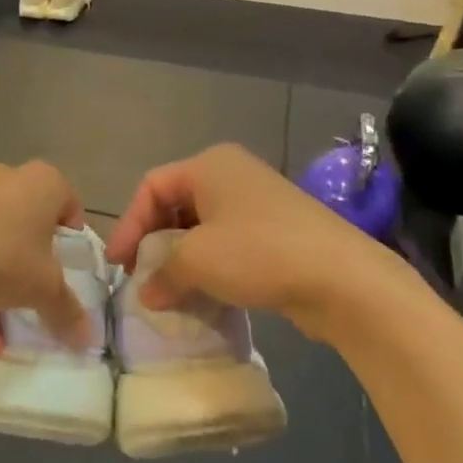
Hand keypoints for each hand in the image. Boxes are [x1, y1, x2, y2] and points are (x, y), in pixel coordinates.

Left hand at [0, 161, 87, 354]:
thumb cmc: (2, 257)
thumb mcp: (43, 290)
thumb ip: (67, 312)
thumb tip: (87, 338)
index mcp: (42, 183)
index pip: (68, 202)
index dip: (71, 236)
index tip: (67, 268)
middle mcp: (5, 178)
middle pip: (26, 226)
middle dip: (29, 269)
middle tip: (33, 300)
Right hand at [104, 144, 410, 339]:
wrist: (343, 279)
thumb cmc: (259, 253)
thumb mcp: (197, 261)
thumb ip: (162, 273)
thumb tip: (148, 293)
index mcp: (209, 165)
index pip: (152, 187)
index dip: (129, 225)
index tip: (119, 265)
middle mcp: (232, 175)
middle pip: (176, 205)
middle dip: (154, 243)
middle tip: (142, 278)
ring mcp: (258, 204)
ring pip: (203, 228)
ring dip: (181, 260)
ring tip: (168, 292)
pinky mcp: (277, 233)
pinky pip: (229, 245)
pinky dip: (210, 268)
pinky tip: (203, 296)